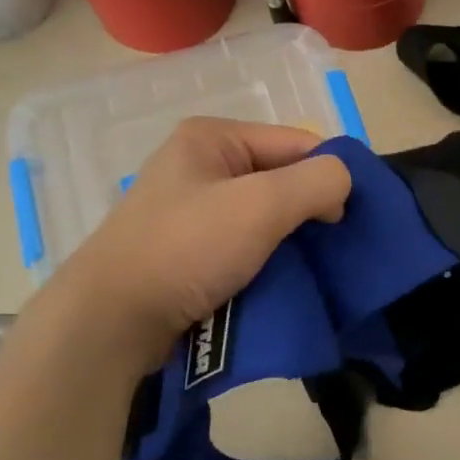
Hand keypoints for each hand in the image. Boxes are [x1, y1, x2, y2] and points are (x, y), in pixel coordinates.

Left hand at [58, 118, 351, 350]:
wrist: (113, 320)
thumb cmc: (188, 248)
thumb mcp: (262, 204)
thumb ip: (317, 182)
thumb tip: (343, 184)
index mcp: (213, 138)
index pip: (297, 143)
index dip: (329, 176)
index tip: (347, 221)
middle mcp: (202, 165)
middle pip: (282, 179)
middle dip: (312, 211)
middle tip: (334, 247)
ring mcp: (193, 210)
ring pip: (266, 216)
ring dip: (292, 240)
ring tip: (314, 268)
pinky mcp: (190, 250)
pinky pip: (246, 244)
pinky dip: (269, 260)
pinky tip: (282, 280)